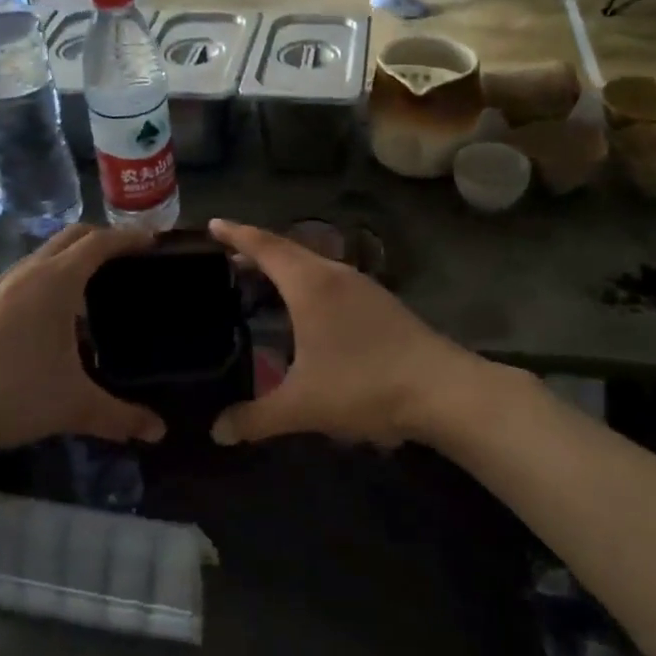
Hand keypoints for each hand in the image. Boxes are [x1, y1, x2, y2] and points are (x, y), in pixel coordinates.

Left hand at [0, 226, 167, 454]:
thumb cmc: (7, 390)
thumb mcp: (71, 405)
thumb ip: (119, 416)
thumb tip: (159, 431)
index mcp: (57, 280)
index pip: (101, 242)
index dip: (130, 238)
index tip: (155, 242)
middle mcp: (30, 271)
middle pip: (74, 237)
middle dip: (104, 240)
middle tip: (131, 260)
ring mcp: (2, 285)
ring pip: (47, 255)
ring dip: (75, 259)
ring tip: (99, 289)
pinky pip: (30, 275)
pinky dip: (53, 279)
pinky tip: (58, 319)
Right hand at [206, 219, 489, 447]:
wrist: (442, 390)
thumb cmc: (365, 386)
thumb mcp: (303, 406)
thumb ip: (256, 418)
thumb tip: (217, 431)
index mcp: (310, 285)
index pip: (265, 247)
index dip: (236, 234)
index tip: (212, 224)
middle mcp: (335, 275)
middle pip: (288, 250)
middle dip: (256, 250)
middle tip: (227, 257)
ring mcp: (362, 287)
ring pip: (312, 265)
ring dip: (284, 267)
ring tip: (261, 281)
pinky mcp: (380, 303)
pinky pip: (330, 280)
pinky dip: (306, 282)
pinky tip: (306, 311)